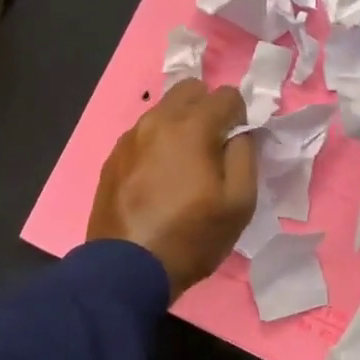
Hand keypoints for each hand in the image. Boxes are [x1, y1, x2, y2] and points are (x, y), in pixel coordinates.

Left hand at [88, 80, 258, 297]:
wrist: (127, 269)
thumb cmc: (192, 236)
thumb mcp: (239, 202)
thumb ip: (245, 155)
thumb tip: (239, 132)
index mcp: (191, 126)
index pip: (226, 94)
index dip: (240, 116)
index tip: (237, 145)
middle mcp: (156, 120)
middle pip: (190, 90)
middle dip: (208, 109)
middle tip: (213, 147)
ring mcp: (129, 137)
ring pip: (162, 111)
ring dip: (180, 125)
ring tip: (184, 166)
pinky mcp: (113, 158)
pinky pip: (142, 135)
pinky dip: (157, 144)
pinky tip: (158, 179)